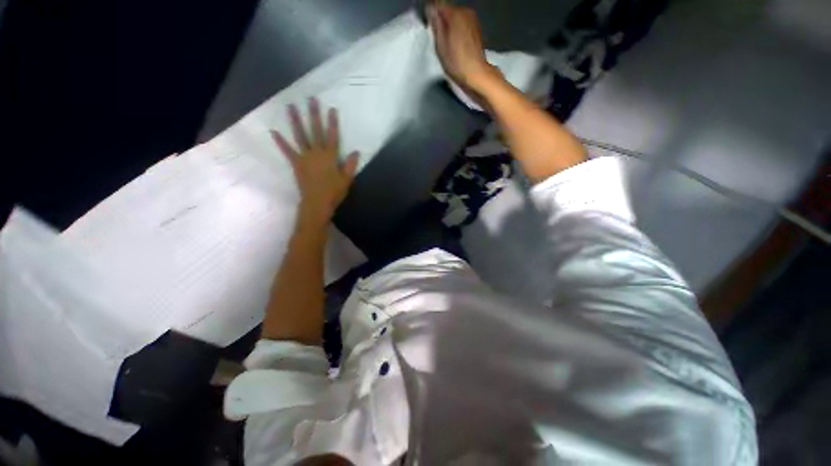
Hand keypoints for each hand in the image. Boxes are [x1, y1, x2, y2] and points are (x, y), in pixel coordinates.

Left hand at [271, 98, 359, 227]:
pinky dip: (281, 142)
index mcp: (331, 156)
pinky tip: (274, 132)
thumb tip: (356, 152)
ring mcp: (304, 157)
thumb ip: (351, 165)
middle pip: (315, 131)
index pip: (333, 136)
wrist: (317, 203)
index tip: (331, 109)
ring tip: (290, 106)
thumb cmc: (334, 192)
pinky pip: (288, 151)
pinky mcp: (296, 164)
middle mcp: (317, 153)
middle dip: (314, 114)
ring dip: (295, 121)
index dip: (332, 122)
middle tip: (311, 99)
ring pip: (300, 136)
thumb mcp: (347, 179)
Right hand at [427, 2, 501, 92]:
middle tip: (438, 38)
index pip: (438, 4)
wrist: (476, 73)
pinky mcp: (477, 29)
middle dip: (442, 20)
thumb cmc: (456, 61)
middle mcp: (465, 11)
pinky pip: (463, 24)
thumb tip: (430, 9)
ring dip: (450, 25)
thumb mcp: (440, 45)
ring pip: (456, 17)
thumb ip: (436, 24)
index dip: (432, 14)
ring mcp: (473, 19)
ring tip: (447, 42)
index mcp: (455, 14)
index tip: (429, 26)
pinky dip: (458, 30)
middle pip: (448, 10)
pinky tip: (456, 44)